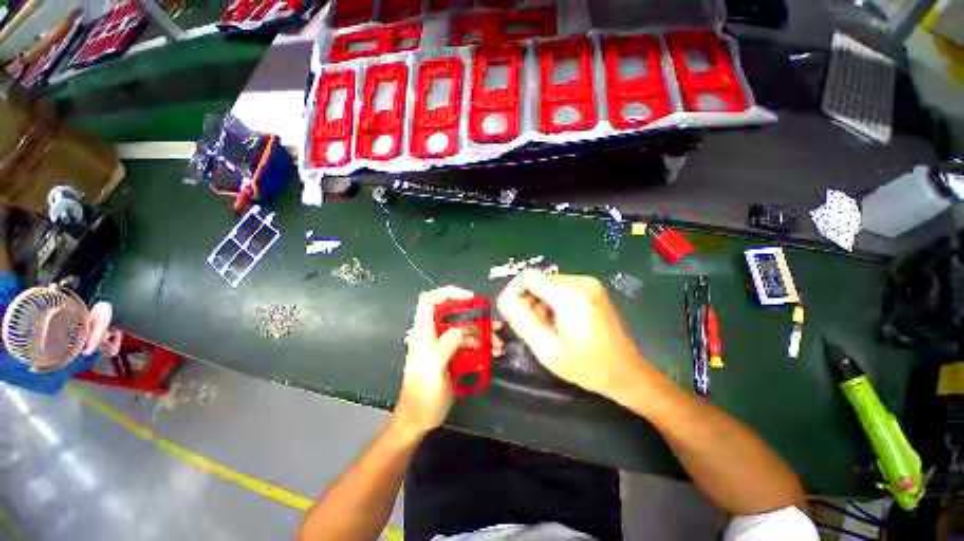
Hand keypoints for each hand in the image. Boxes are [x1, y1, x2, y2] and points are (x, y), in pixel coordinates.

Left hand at [395, 287, 503, 434]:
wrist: (419, 420)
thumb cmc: (423, 394)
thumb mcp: (434, 366)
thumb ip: (448, 343)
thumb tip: (463, 329)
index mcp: (424, 332)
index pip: (430, 300)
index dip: (448, 293)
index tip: (470, 298)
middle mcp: (434, 334)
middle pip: (454, 314)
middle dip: (476, 316)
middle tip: (495, 324)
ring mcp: (444, 345)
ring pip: (465, 329)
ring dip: (483, 333)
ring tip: (498, 343)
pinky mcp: (452, 356)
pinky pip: (469, 344)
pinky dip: (482, 346)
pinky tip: (493, 352)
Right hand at [496, 270, 646, 398]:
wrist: (626, 373)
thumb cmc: (587, 366)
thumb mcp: (547, 349)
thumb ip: (522, 321)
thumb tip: (505, 301)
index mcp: (571, 295)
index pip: (529, 277)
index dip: (513, 291)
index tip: (508, 311)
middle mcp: (581, 281)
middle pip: (539, 281)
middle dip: (529, 302)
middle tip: (533, 328)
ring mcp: (589, 284)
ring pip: (548, 285)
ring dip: (540, 304)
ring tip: (547, 329)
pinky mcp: (592, 289)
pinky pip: (560, 289)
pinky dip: (552, 303)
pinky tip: (559, 323)